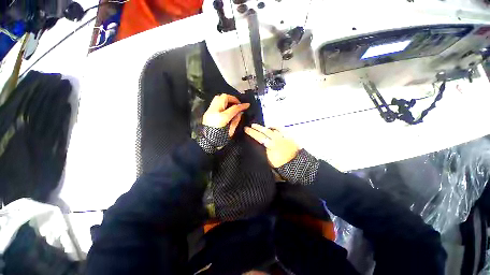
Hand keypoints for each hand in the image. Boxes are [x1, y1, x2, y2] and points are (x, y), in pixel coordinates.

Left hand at [203, 94, 249, 136]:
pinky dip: (222, 102)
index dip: (242, 106)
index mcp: (222, 118)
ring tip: (232, 105)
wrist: (207, 142)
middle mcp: (214, 111)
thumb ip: (236, 120)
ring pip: (218, 97)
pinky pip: (215, 102)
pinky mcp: (207, 112)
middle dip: (233, 99)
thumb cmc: (219, 139)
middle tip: (238, 104)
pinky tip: (225, 108)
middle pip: (224, 97)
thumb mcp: (231, 131)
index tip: (247, 105)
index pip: (234, 108)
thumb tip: (240, 112)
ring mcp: (209, 111)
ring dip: (227, 99)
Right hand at [245, 124, 299, 167]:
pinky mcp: (289, 137)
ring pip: (273, 129)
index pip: (259, 137)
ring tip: (261, 127)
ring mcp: (283, 137)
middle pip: (265, 131)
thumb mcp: (269, 163)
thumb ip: (263, 154)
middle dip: (257, 128)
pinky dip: (276, 128)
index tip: (246, 129)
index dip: (251, 132)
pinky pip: (281, 130)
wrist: (299, 166)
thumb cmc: (282, 167)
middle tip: (251, 125)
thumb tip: (257, 148)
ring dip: (266, 127)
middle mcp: (276, 139)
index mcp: (270, 146)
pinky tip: (273, 128)